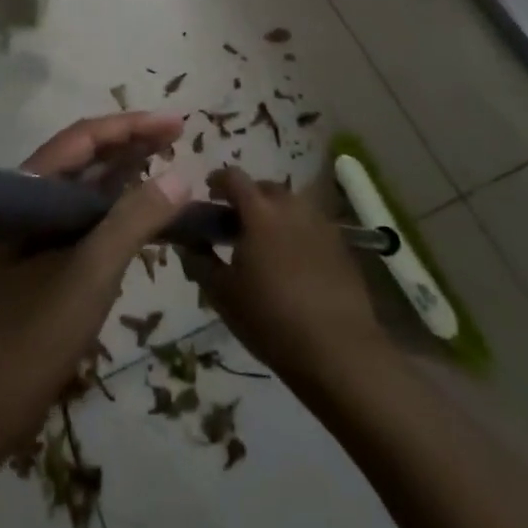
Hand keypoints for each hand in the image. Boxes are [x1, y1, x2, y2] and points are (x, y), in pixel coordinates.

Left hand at [0, 112, 189, 451]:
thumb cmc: (30, 336)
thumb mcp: (90, 274)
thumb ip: (134, 221)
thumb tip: (181, 176)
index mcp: (28, 191)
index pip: (83, 138)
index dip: (130, 125)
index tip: (175, 123)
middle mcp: (29, 202)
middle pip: (84, 157)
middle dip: (131, 143)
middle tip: (177, 137)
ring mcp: (33, 234)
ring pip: (85, 189)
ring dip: (125, 174)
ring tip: (167, 164)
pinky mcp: (41, 263)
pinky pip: (85, 221)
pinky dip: (116, 212)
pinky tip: (141, 216)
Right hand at [182, 166, 388, 391]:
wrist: (338, 351)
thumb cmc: (270, 318)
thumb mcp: (222, 294)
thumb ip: (199, 261)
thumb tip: (187, 243)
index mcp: (259, 210)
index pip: (233, 177)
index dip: (217, 181)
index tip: (209, 194)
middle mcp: (291, 205)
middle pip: (264, 188)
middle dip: (247, 199)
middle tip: (235, 225)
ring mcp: (320, 223)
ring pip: (290, 206)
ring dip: (274, 215)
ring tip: (264, 245)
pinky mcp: (341, 245)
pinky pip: (310, 226)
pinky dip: (296, 233)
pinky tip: (293, 264)